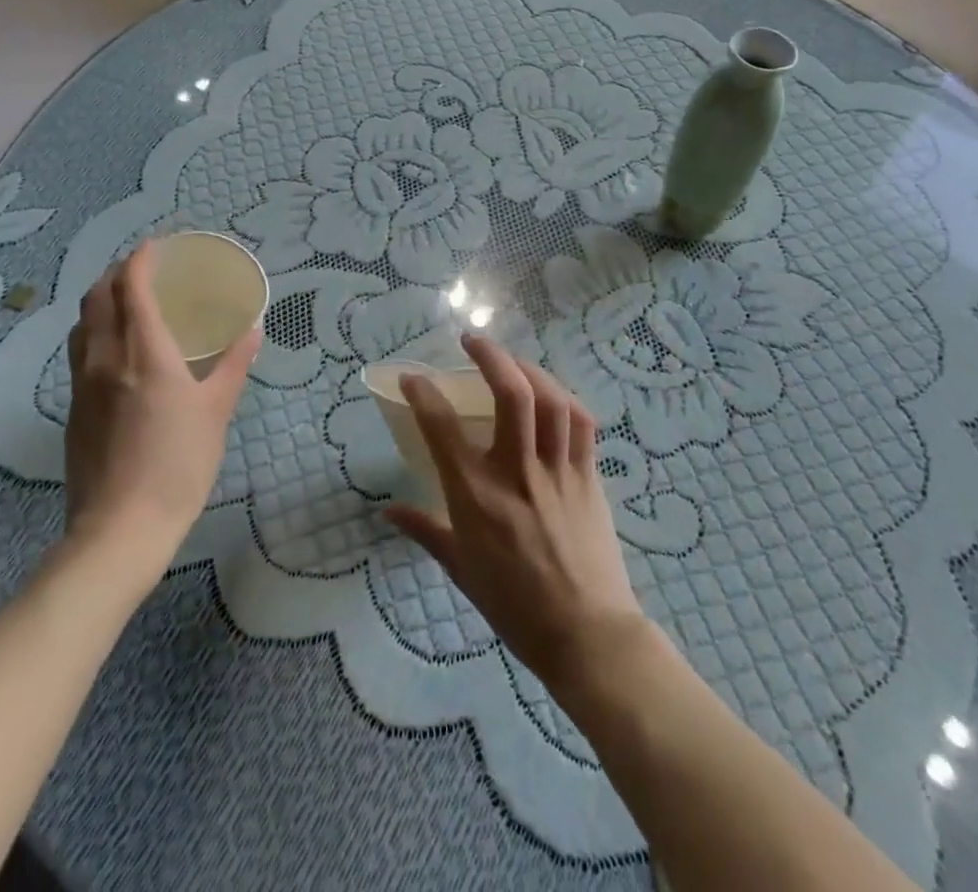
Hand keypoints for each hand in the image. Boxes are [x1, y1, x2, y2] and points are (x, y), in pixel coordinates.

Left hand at [64, 240, 260, 549]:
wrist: (120, 528)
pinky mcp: (73, 409)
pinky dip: (95, 331)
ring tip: (125, 302)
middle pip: (97, 297)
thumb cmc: (178, 464)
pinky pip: (79, 352)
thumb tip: (253, 329)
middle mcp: (106, 358)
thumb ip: (234, 365)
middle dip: (116, 273)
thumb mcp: (216, 411)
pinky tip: (116, 350)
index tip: (155, 246)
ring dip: (100, 301)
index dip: (140, 260)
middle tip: (143, 269)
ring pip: (82, 324)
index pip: (131, 287)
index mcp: (144, 352)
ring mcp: (82, 384)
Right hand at [385, 334, 645, 692]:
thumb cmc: (514, 606)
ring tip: (511, 360)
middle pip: (510, 393)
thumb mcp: (460, 569)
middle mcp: (516, 472)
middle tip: (472, 341)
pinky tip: (551, 393)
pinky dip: (564, 398)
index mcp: (476, 496)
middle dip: (490, 356)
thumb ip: (424, 530)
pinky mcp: (588, 476)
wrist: (586, 635)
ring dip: (528, 368)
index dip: (422, 392)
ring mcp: (557, 471)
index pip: (442, 427)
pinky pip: (581, 422)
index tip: (412, 377)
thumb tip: (388, 511)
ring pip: (549, 399)